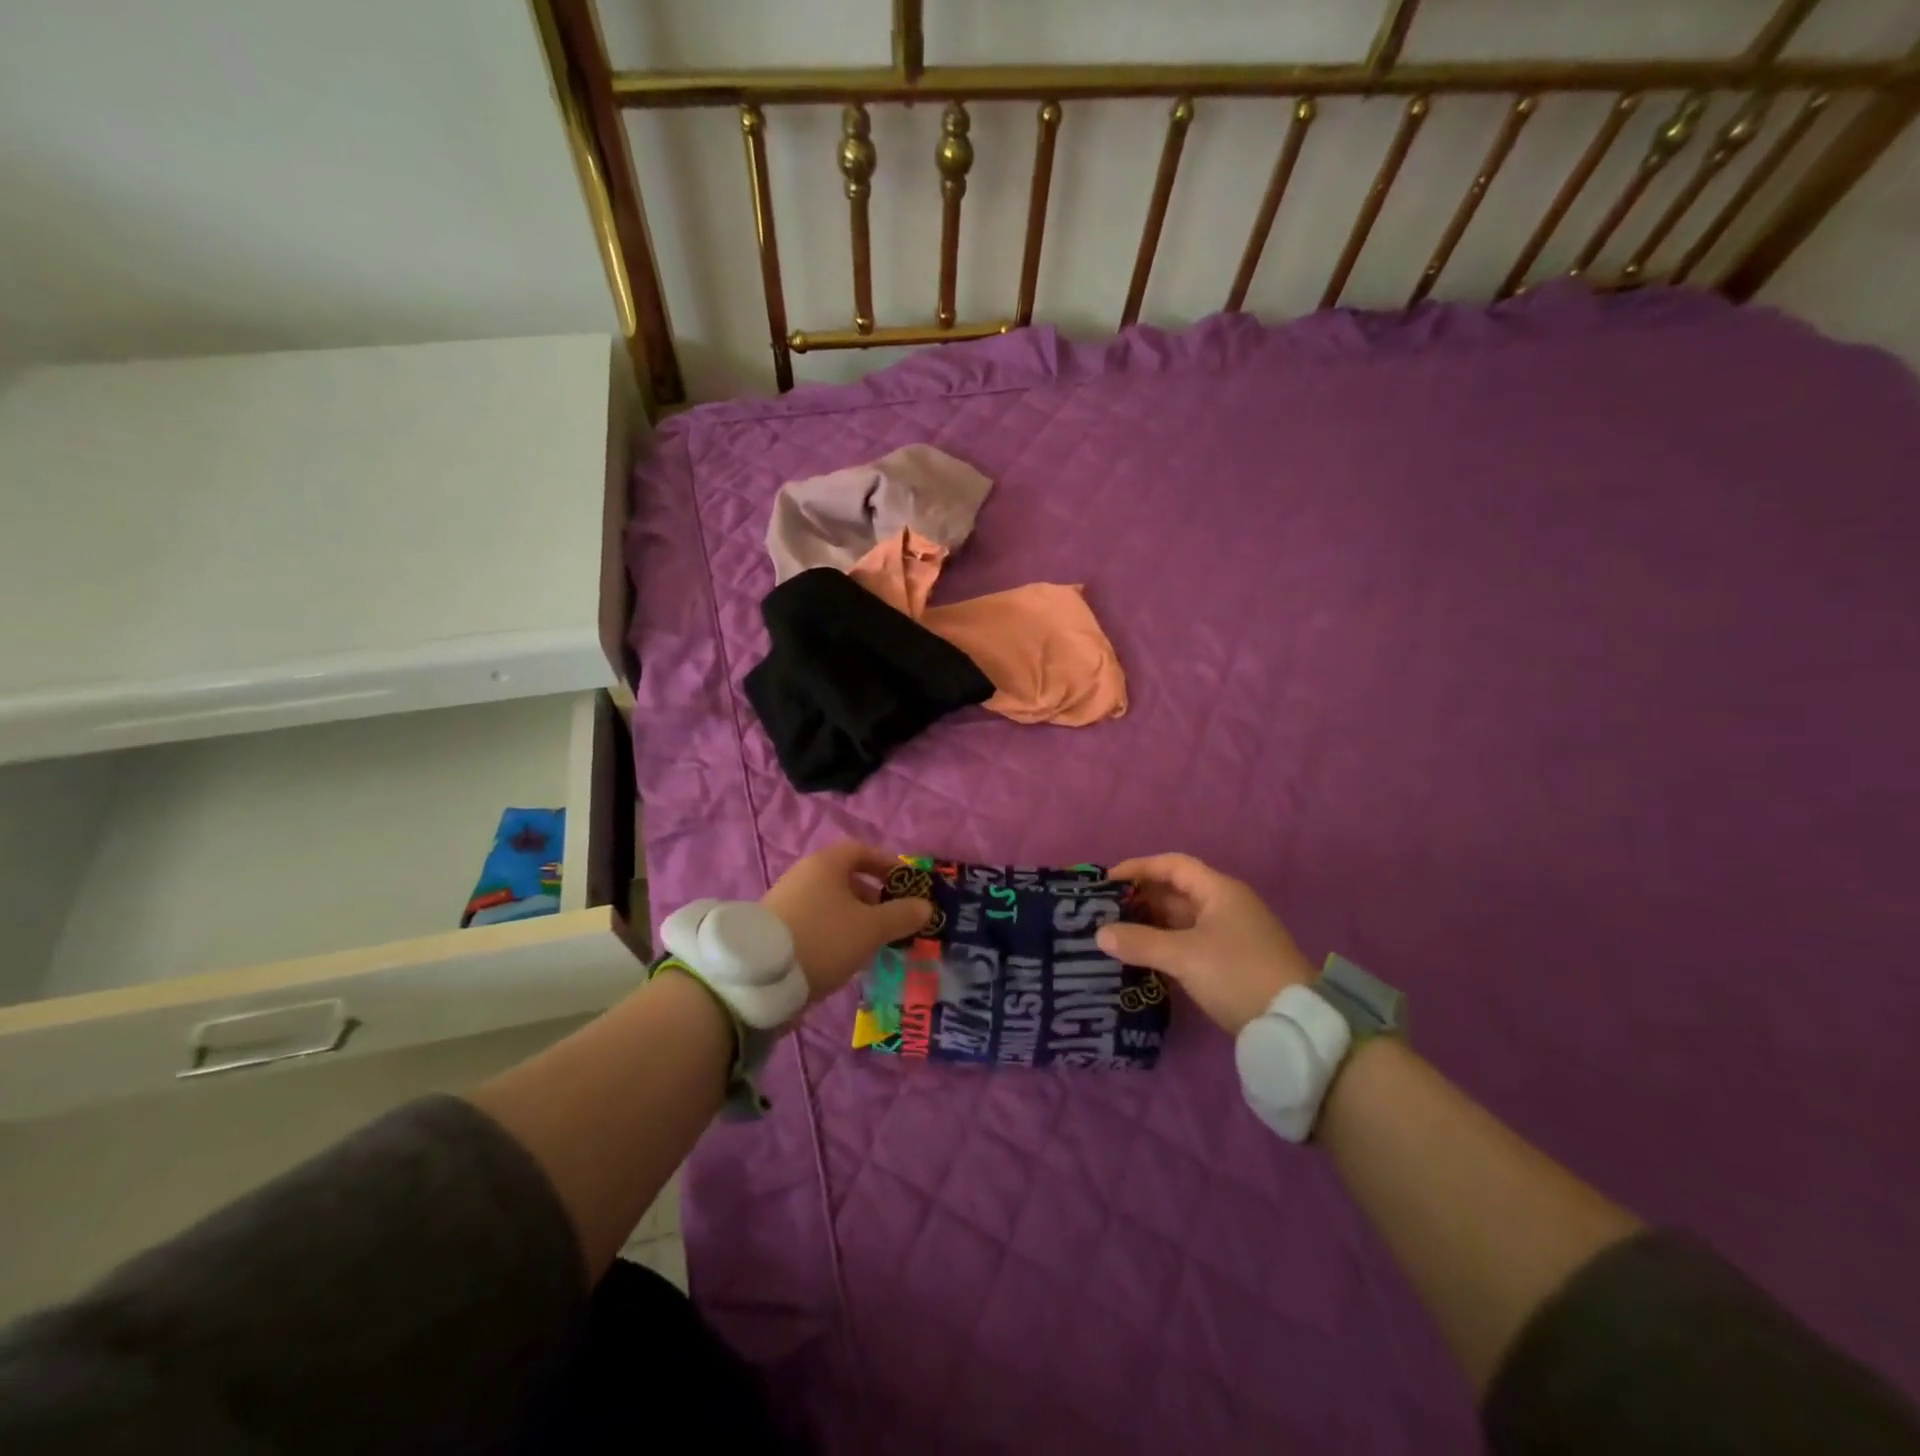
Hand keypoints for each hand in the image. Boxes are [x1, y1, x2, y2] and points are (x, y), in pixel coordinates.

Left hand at [761, 842, 932, 1001]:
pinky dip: (834, 934)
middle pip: (845, 879)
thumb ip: (901, 915)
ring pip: (830, 904)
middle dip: (873, 898)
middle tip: (893, 921)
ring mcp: (786, 902)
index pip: (861, 851)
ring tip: (872, 945)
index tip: (905, 883)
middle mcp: (804, 875)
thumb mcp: (871, 928)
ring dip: (854, 919)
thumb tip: (925, 906)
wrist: (761, 977)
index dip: (886, 863)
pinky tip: (843, 958)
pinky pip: (815, 923)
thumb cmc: (824, 938)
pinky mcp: (776, 930)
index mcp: (826, 864)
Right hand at [1097, 854, 1313, 1034]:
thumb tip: (1100, 934)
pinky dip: (1166, 943)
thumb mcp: (1184, 957)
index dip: (1138, 868)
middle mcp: (1226, 905)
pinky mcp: (1232, 960)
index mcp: (1219, 891)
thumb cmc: (1237, 974)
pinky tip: (1144, 956)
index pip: (1172, 865)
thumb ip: (1140, 942)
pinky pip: (1190, 940)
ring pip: (1182, 918)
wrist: (1294, 1024)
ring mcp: (1231, 933)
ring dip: (1151, 923)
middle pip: (1176, 891)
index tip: (1107, 881)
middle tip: (1105, 911)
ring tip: (1117, 933)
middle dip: (1141, 898)